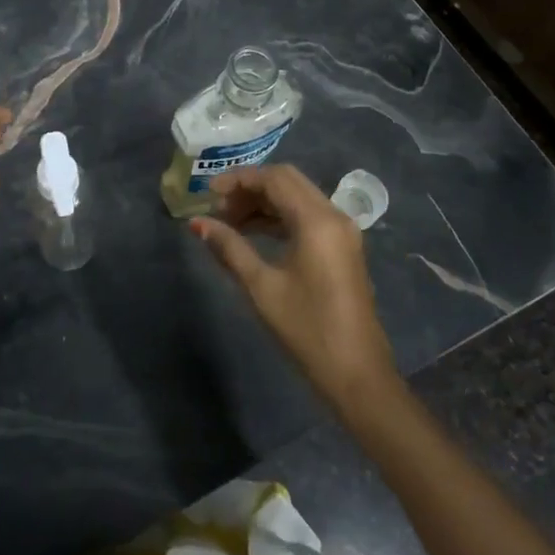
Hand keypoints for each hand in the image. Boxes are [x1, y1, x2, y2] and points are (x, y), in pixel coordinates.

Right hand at [193, 164, 399, 409]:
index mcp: (317, 220)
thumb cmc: (307, 330)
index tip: (208, 194)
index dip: (238, 180)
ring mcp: (342, 232)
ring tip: (229, 222)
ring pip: (297, 198)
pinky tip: (253, 233)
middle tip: (218, 207)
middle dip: (250, 188)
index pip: (274, 178)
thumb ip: (229, 248)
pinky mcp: (343, 248)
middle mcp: (334, 216)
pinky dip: (279, 217)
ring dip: (264, 203)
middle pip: (288, 181)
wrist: (357, 376)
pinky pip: (307, 216)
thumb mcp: (261, 287)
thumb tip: (197, 223)